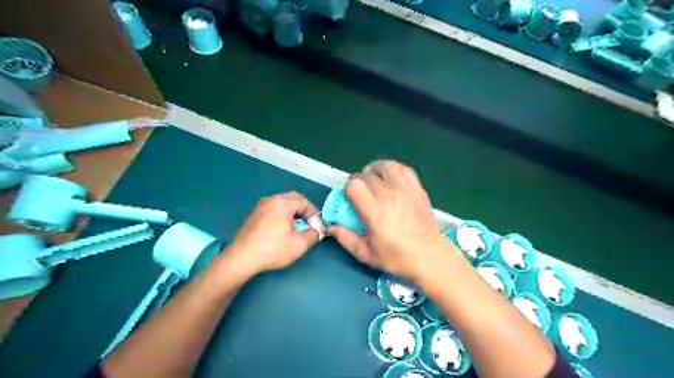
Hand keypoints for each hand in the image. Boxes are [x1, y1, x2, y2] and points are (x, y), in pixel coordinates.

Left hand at [224, 194, 320, 274]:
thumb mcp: (299, 244)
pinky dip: (282, 215)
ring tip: (298, 226)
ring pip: (282, 203)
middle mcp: (270, 200)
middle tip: (309, 223)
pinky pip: (273, 209)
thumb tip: (315, 231)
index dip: (314, 214)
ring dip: (293, 212)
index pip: (304, 202)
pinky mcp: (254, 215)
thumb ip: (313, 234)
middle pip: (293, 198)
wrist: (241, 258)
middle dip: (304, 210)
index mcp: (282, 203)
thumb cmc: (272, 249)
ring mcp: (260, 206)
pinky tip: (283, 229)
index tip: (316, 227)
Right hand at [330, 160, 454, 283]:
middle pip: (367, 176)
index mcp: (374, 211)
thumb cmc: (397, 257)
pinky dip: (395, 168)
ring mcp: (405, 191)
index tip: (347, 196)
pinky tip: (391, 174)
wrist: (430, 256)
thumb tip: (331, 227)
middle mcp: (389, 196)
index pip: (354, 186)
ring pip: (387, 167)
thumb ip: (346, 239)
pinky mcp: (417, 190)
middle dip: (358, 180)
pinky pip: (405, 170)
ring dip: (375, 169)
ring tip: (372, 175)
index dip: (347, 188)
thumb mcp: (366, 254)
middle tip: (358, 190)